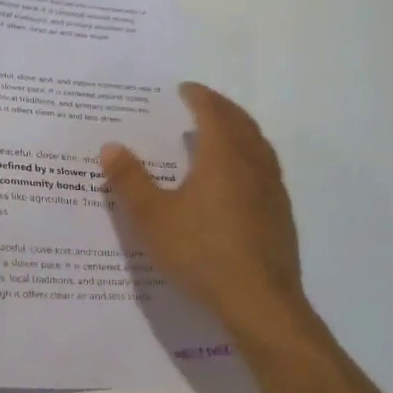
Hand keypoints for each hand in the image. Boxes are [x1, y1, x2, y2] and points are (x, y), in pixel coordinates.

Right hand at [100, 83, 316, 351]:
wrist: (260, 303)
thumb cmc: (201, 252)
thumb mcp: (153, 217)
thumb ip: (130, 180)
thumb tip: (111, 146)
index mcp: (223, 157)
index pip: (213, 113)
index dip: (199, 97)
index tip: (185, 89)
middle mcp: (253, 166)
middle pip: (241, 124)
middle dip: (222, 109)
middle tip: (203, 103)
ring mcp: (272, 192)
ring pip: (259, 147)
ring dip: (240, 131)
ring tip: (221, 134)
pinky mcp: (281, 217)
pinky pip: (265, 170)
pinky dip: (249, 157)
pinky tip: (238, 180)